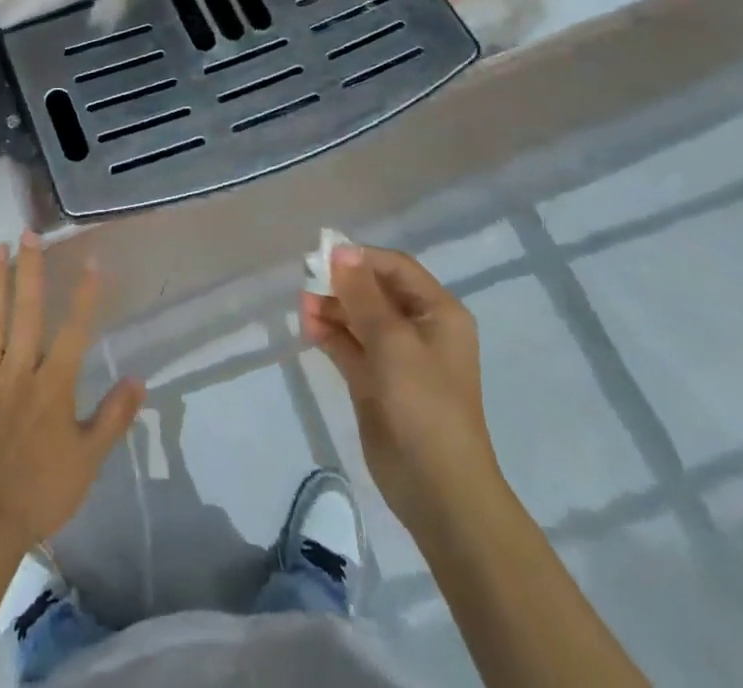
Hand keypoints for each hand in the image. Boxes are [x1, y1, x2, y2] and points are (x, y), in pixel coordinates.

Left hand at [0, 233, 144, 552]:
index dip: (85, 295)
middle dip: (30, 270)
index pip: (74, 331)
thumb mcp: (88, 461)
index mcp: (53, 385)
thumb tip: (139, 379)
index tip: (91, 260)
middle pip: (26, 312)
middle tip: (29, 234)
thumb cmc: (39, 492)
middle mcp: (19, 371)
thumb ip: (113, 417)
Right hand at [301, 245, 502, 531]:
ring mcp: (396, 357)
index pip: (395, 268)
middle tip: (306, 284)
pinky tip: (308, 329)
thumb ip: (362, 294)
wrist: (438, 492)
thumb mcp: (393, 342)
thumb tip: (340, 250)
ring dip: (331, 308)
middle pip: (373, 290)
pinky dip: (329, 334)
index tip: (322, 258)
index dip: (360, 258)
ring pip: (357, 317)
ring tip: (304, 309)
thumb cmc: (424, 405)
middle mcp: (419, 328)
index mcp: (438, 313)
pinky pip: (349, 345)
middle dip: (340, 284)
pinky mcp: (375, 381)